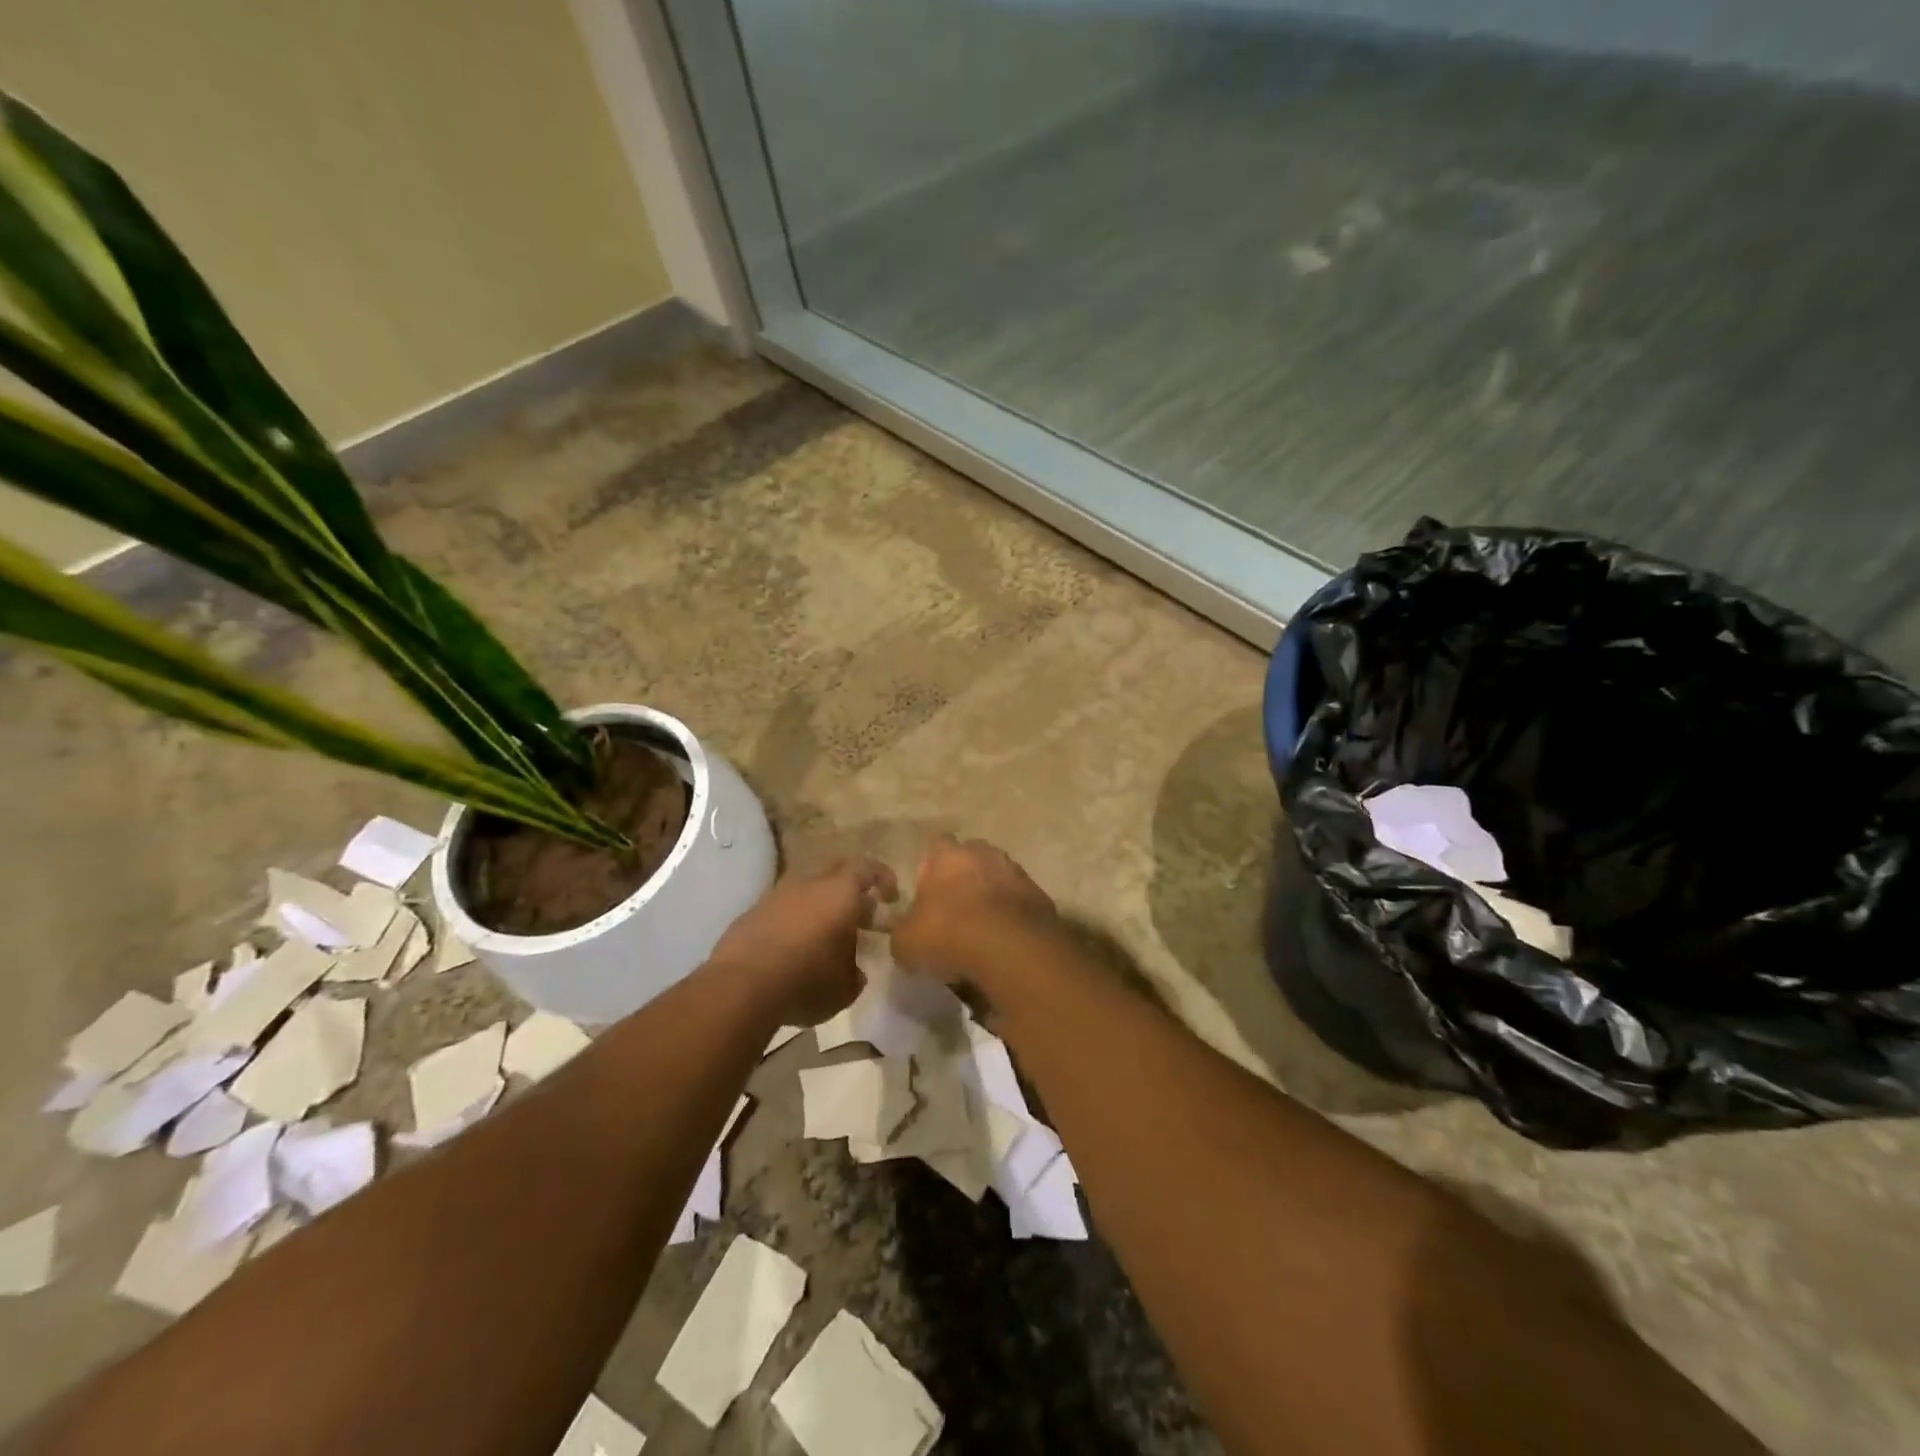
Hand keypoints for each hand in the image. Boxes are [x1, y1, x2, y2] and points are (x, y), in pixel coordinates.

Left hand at [708, 859, 897, 1026]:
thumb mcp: (844, 988)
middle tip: (861, 917)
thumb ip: (855, 973)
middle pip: (837, 873)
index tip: (891, 897)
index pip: (868, 869)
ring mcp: (777, 894)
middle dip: (852, 891)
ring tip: (826, 935)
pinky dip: (794, 920)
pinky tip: (794, 948)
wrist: (740, 986)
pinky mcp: (752, 911)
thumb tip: (854, 971)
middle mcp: (809, 883)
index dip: (883, 879)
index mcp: (840, 893)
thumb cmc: (806, 981)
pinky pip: (783, 907)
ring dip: (820, 905)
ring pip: (807, 889)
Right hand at [891, 835, 1056, 984]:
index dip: (931, 868)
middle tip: (956, 911)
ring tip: (983, 929)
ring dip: (992, 896)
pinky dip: (1013, 915)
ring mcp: (1016, 872)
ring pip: (999, 878)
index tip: (928, 893)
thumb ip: (903, 932)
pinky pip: (1020, 902)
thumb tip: (906, 935)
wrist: (1010, 949)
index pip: (937, 845)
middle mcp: (984, 854)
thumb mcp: (906, 942)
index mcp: (948, 856)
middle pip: (971, 858)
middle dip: (965, 878)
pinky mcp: (1040, 896)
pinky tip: (1005, 940)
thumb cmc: (949, 935)